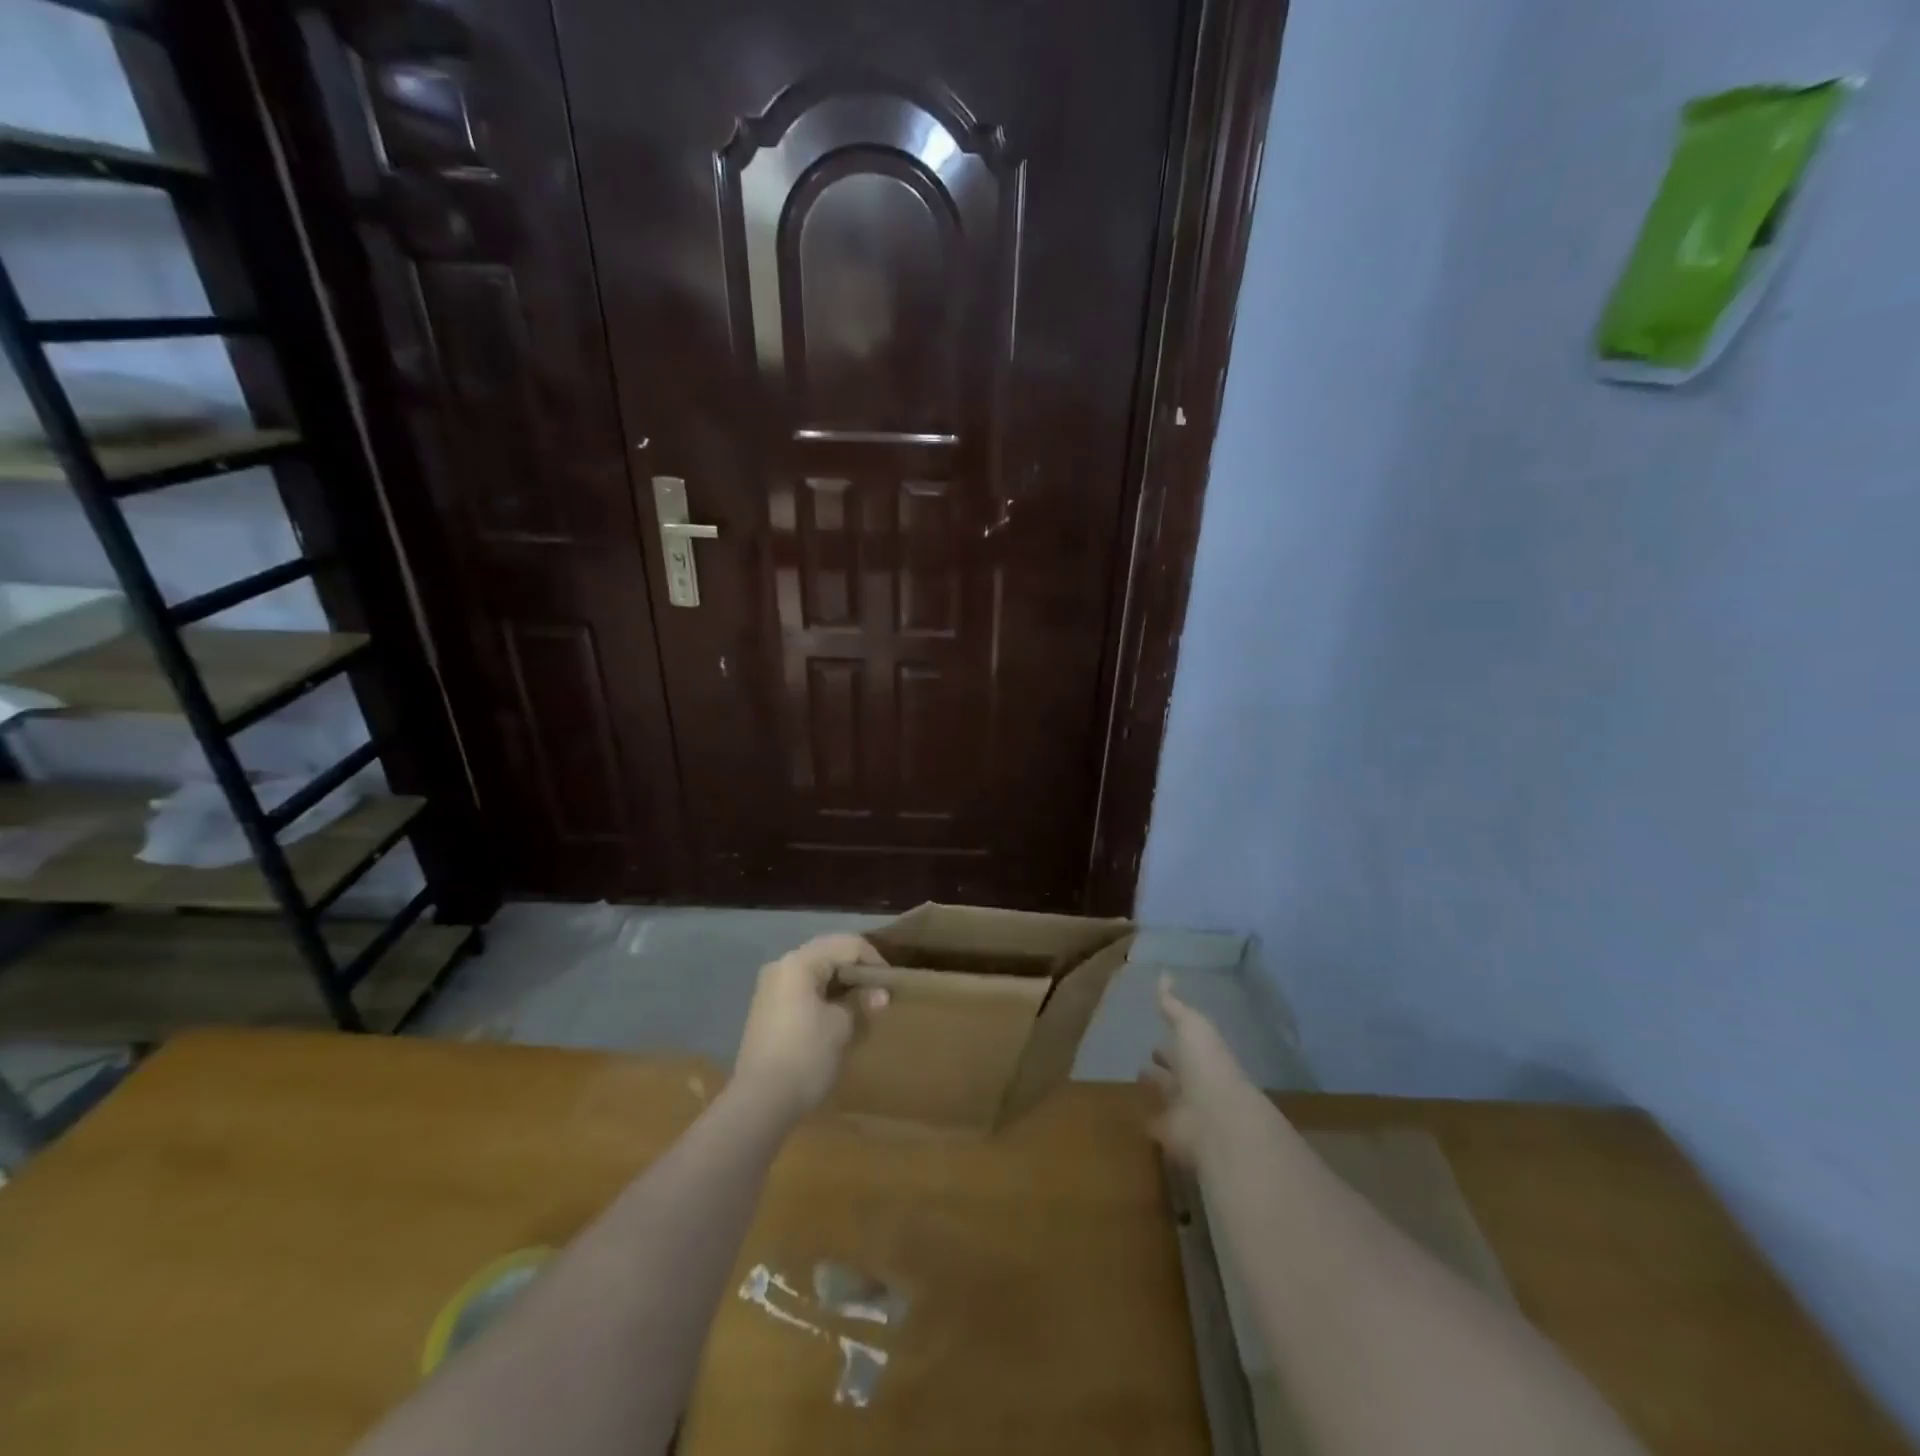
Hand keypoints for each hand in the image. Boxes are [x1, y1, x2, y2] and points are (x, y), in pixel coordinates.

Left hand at [733, 933, 888, 1117]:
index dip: (874, 961)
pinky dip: (824, 995)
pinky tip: (839, 1016)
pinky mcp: (768, 1009)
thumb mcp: (842, 1027)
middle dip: (857, 970)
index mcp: (800, 962)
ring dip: (841, 983)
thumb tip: (881, 994)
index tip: (890, 985)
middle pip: (829, 953)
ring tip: (863, 1005)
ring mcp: (771, 987)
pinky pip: (803, 989)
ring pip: (816, 971)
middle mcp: (782, 965)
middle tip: (879, 993)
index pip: (847, 945)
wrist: (759, 1102)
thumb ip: (862, 1002)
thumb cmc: (806, 1056)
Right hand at [1142, 975, 1260, 1164]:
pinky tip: (1134, 1112)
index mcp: (1203, 1055)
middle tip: (1147, 1054)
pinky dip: (1148, 1119)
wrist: (1215, 1119)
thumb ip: (1174, 1004)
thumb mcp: (1191, 1025)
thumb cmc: (1206, 1064)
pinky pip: (1157, 1124)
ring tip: (1137, 1078)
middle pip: (1178, 1071)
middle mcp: (1196, 1082)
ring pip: (1168, 1096)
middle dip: (1166, 1063)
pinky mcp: (1171, 1135)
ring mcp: (1185, 1110)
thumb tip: (1164, 975)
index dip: (1174, 1038)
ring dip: (1157, 1089)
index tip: (1159, 1034)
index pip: (1186, 1044)